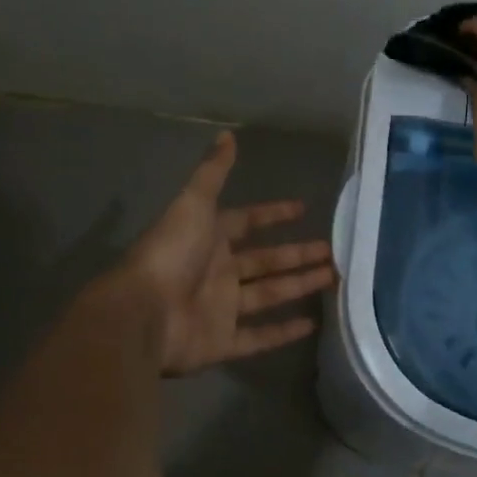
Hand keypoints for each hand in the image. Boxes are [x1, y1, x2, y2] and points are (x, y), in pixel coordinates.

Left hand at [111, 131, 335, 374]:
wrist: (142, 313)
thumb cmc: (170, 254)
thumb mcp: (193, 204)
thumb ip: (212, 172)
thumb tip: (228, 134)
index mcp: (208, 239)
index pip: (246, 222)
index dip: (273, 215)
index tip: (303, 209)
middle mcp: (217, 272)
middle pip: (265, 261)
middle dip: (297, 254)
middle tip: (332, 250)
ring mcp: (221, 309)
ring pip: (268, 295)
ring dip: (299, 285)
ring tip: (334, 278)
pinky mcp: (224, 342)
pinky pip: (259, 337)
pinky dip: (284, 332)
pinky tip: (313, 324)